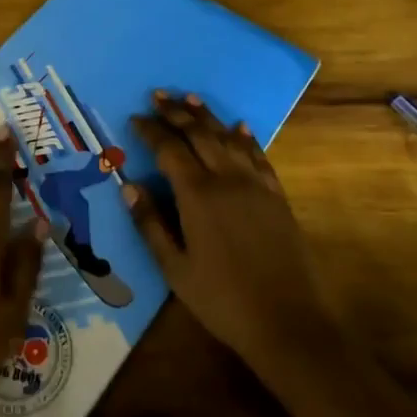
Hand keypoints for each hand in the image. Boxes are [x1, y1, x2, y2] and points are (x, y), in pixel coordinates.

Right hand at [125, 92, 338, 385]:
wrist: (287, 321)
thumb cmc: (222, 300)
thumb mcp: (175, 270)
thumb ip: (150, 225)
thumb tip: (129, 186)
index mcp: (197, 195)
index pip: (169, 149)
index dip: (151, 131)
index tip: (135, 118)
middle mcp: (226, 178)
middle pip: (198, 134)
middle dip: (176, 112)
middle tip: (158, 95)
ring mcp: (255, 184)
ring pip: (227, 137)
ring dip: (208, 116)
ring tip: (190, 98)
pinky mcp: (276, 195)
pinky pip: (258, 155)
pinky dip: (245, 137)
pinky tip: (240, 126)